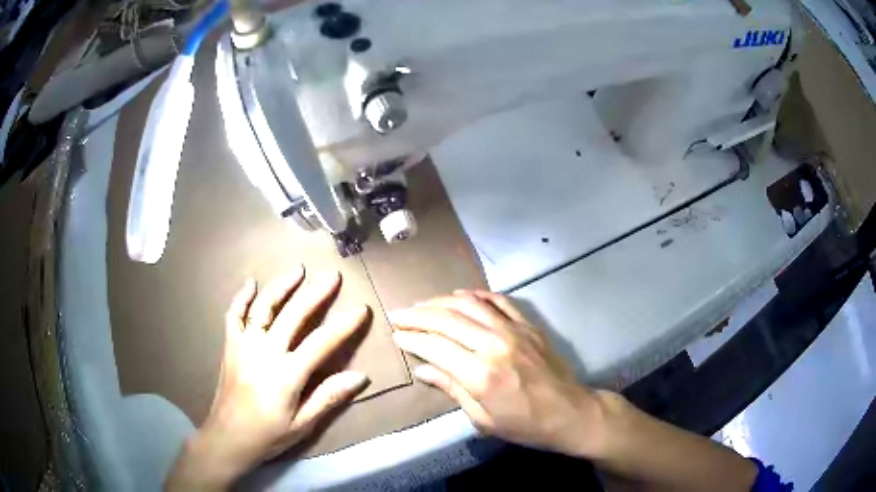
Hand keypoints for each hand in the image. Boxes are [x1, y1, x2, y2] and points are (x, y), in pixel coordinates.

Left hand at [166, 267, 370, 490]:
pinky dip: (242, 297)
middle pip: (293, 314)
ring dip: (282, 286)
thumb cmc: (269, 434)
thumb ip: (329, 397)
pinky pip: (234, 315)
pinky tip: (251, 283)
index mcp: (287, 373)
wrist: (229, 437)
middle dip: (316, 293)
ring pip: (264, 306)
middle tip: (333, 276)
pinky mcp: (230, 346)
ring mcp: (245, 345)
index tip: (361, 309)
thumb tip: (361, 377)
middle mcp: (265, 351)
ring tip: (298, 270)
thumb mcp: (303, 424)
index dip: (344, 325)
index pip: (321, 342)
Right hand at [390, 290, 603, 456]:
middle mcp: (494, 345)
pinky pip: (498, 300)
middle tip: (398, 314)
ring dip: (440, 301)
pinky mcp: (528, 324)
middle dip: (417, 315)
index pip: (434, 346)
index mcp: (480, 375)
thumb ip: (452, 389)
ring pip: (469, 304)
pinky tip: (460, 295)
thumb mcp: (483, 419)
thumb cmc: (525, 425)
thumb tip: (423, 369)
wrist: (570, 412)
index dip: (411, 339)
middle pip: (447, 319)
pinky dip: (476, 294)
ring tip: (422, 304)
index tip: (396, 335)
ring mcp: (513, 330)